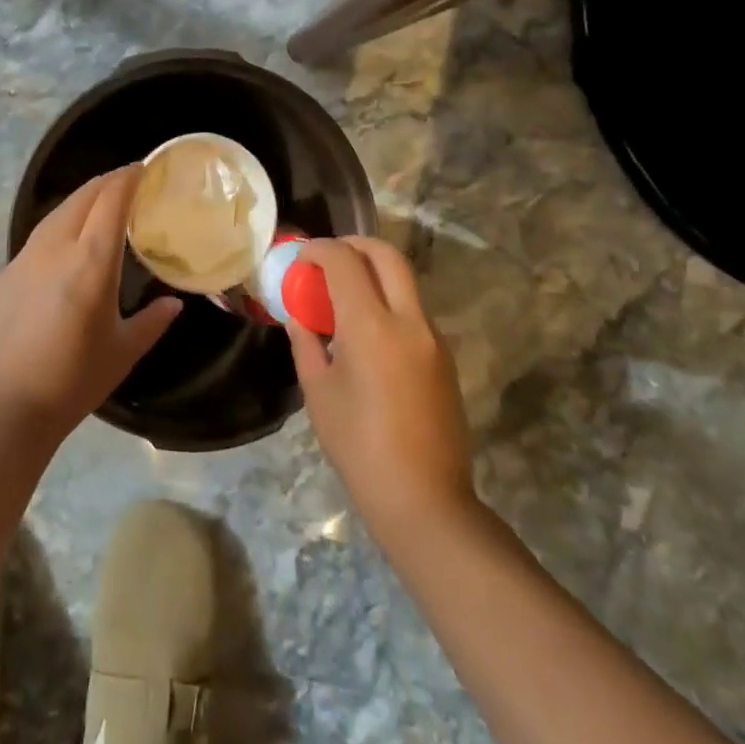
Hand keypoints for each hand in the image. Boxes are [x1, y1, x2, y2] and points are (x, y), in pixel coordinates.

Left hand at [0, 166, 180, 437]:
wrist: (3, 406)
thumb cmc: (72, 380)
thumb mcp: (123, 352)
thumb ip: (152, 322)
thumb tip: (174, 304)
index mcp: (91, 261)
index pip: (111, 200)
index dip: (128, 178)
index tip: (143, 168)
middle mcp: (55, 248)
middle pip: (82, 196)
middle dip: (106, 181)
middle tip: (127, 180)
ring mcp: (24, 258)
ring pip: (56, 213)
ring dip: (80, 200)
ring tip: (98, 204)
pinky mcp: (3, 274)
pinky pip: (36, 238)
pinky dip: (58, 228)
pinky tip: (63, 247)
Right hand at [286, 237, 477, 539]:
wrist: (424, 499)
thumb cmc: (358, 446)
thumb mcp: (318, 391)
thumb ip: (306, 342)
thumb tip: (300, 315)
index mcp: (371, 326)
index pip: (344, 261)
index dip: (319, 249)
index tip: (301, 257)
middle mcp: (408, 320)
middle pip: (387, 254)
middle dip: (354, 244)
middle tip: (328, 257)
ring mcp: (433, 337)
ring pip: (405, 280)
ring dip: (374, 272)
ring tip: (343, 294)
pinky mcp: (444, 357)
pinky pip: (413, 309)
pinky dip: (388, 299)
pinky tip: (366, 329)